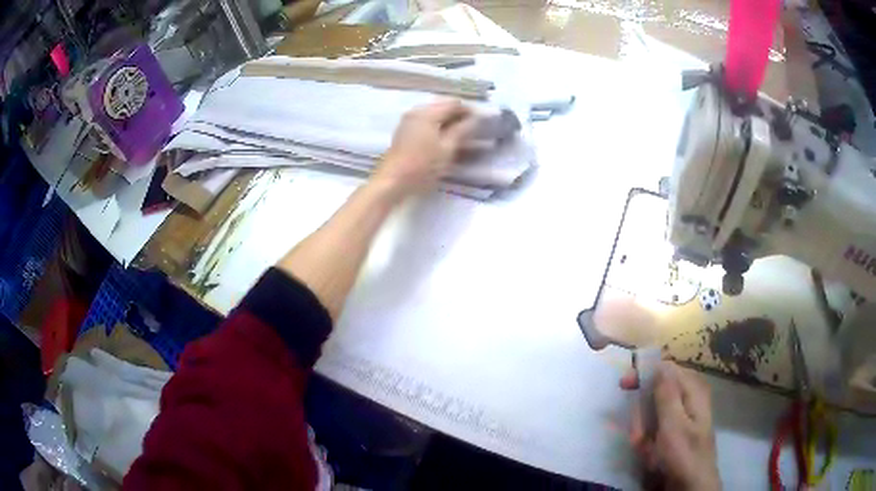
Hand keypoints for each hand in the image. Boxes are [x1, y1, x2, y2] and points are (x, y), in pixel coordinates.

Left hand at [372, 99, 476, 197]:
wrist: (392, 181)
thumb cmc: (422, 166)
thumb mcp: (447, 149)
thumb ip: (462, 131)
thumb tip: (474, 119)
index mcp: (428, 113)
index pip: (453, 103)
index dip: (469, 110)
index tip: (481, 121)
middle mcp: (416, 111)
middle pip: (442, 106)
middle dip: (457, 115)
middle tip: (471, 128)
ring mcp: (408, 121)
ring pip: (433, 114)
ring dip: (447, 120)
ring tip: (459, 135)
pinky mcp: (404, 131)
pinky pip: (424, 121)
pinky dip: (436, 126)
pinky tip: (443, 138)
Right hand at [628, 362, 720, 490]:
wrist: (691, 485)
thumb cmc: (684, 455)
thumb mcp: (673, 425)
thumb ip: (666, 393)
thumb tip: (658, 363)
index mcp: (693, 389)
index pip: (666, 368)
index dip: (644, 374)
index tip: (624, 385)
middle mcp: (690, 397)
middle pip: (657, 391)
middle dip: (642, 414)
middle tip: (638, 435)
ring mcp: (684, 415)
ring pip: (654, 412)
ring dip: (644, 431)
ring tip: (646, 449)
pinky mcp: (677, 430)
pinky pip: (656, 428)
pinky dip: (649, 441)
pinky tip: (650, 454)